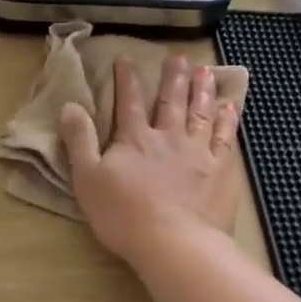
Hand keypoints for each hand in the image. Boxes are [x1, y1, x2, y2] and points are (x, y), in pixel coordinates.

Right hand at [60, 56, 239, 265]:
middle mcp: (168, 137)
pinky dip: (227, 120)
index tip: (127, 59)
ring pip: (200, 113)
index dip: (127, 80)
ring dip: (202, 90)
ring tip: (205, 71)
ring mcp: (198, 152)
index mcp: (134, 139)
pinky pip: (226, 137)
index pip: (129, 102)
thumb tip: (70, 106)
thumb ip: (79, 141)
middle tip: (179, 58)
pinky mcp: (221, 171)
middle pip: (171, 101)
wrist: (174, 243)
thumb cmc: (123, 215)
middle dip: (173, 77)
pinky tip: (230, 107)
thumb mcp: (87, 179)